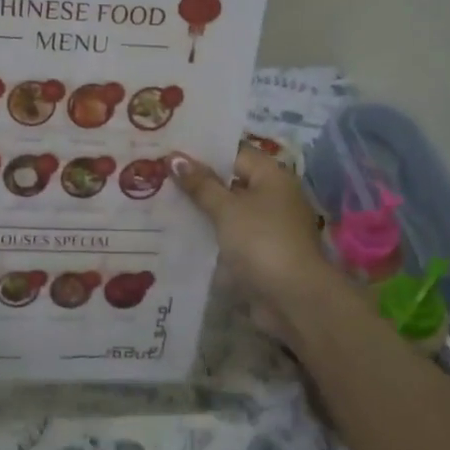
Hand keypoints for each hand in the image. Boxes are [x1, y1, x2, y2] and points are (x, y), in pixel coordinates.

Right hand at [168, 145, 336, 329]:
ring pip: (228, 211)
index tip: (169, 150)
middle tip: (157, 175)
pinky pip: (229, 235)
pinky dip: (209, 234)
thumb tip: (174, 158)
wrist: (292, 298)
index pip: (234, 153)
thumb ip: (201, 185)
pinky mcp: (260, 253)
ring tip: (159, 202)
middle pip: (230, 182)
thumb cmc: (261, 242)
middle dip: (197, 182)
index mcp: (272, 177)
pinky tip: (178, 233)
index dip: (203, 151)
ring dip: (200, 210)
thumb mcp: (227, 209)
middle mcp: (273, 197)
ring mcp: (268, 227)